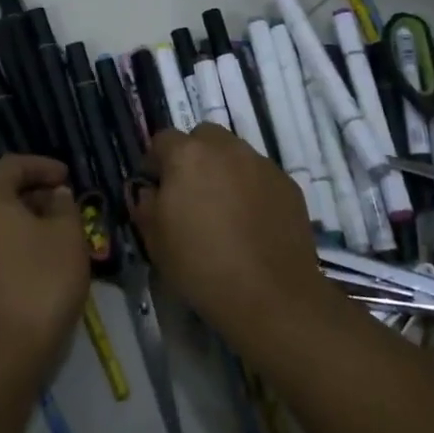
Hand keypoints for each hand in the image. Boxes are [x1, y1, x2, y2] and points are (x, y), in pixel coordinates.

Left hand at [0, 154, 88, 385]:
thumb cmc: (38, 284)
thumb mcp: (67, 238)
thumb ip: (63, 207)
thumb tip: (54, 195)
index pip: (11, 165)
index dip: (43, 166)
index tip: (68, 178)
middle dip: (30, 194)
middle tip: (61, 206)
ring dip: (16, 222)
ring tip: (48, 236)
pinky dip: (2, 246)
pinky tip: (28, 264)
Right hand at [130, 124, 331, 344]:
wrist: (270, 295)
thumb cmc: (200, 266)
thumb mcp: (155, 240)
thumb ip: (146, 205)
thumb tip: (150, 191)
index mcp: (187, 155)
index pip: (163, 139)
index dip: (156, 162)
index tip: (156, 189)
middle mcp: (226, 149)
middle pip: (203, 137)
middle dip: (193, 156)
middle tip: (191, 193)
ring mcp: (262, 164)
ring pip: (235, 153)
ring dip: (224, 170)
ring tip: (224, 210)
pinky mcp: (288, 184)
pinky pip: (261, 175)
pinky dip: (252, 188)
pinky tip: (251, 222)